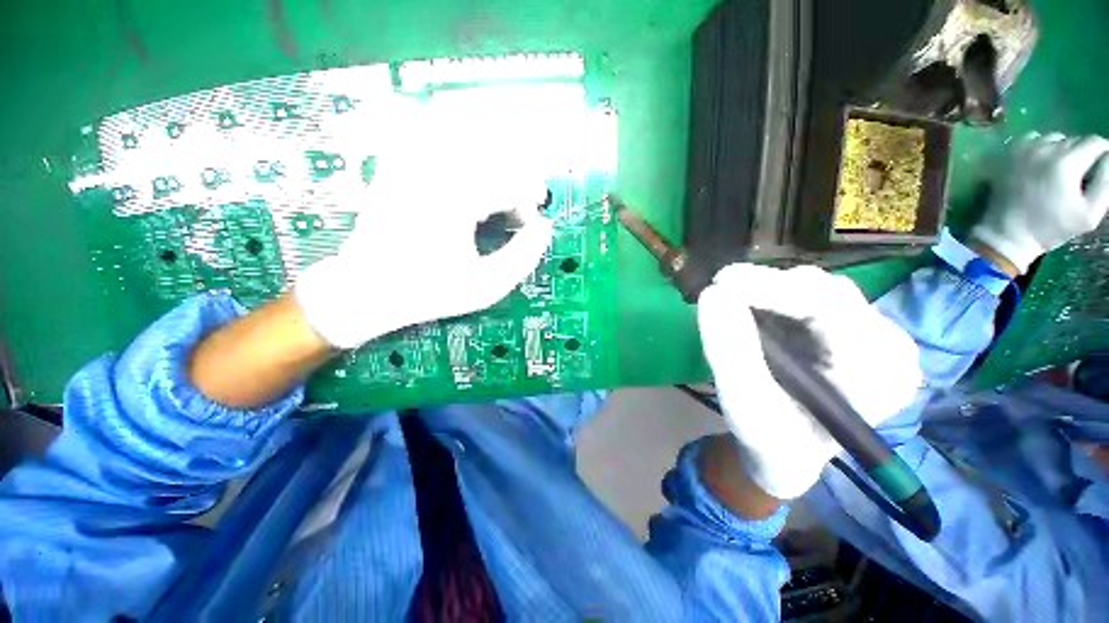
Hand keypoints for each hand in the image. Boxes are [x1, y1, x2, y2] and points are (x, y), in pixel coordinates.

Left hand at [294, 130, 552, 349]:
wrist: (366, 289)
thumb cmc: (430, 291)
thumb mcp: (485, 286)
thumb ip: (523, 258)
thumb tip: (544, 229)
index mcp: (457, 201)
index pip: (510, 183)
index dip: (529, 202)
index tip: (529, 225)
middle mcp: (434, 173)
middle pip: (493, 153)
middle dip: (516, 178)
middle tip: (518, 206)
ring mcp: (412, 165)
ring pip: (466, 137)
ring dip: (493, 160)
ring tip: (497, 190)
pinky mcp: (398, 166)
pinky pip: (432, 136)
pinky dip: (457, 143)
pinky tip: (465, 171)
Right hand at [697, 264, 920, 499]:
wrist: (787, 457)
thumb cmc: (772, 443)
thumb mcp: (746, 405)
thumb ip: (731, 351)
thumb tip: (713, 294)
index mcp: (880, 372)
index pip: (832, 308)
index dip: (771, 287)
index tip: (720, 284)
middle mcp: (887, 344)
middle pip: (824, 291)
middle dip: (764, 287)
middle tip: (717, 292)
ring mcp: (869, 332)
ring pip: (812, 288)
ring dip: (765, 290)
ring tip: (729, 303)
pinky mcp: (846, 327)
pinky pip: (805, 296)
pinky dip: (769, 297)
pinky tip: (747, 309)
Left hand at [971, 133, 1108, 273]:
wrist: (1007, 234)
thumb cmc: (1052, 228)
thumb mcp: (1091, 212)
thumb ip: (1106, 182)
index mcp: (1066, 162)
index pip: (1096, 143)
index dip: (1103, 154)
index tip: (1101, 169)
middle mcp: (1044, 148)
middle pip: (1075, 140)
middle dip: (1082, 155)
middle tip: (1077, 177)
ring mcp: (1024, 149)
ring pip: (1055, 138)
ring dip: (1062, 150)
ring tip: (1059, 172)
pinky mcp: (1009, 154)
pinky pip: (1033, 139)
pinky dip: (1042, 147)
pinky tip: (1042, 165)